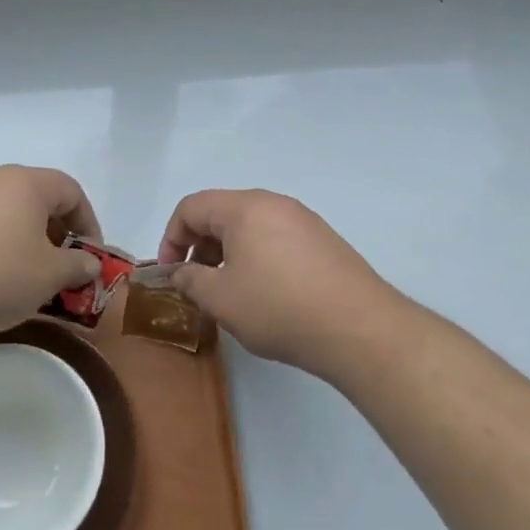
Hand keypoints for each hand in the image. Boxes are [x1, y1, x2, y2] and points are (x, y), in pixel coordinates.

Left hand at [0, 166, 103, 344]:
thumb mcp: (49, 277)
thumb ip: (77, 266)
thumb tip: (89, 264)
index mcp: (24, 182)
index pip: (71, 191)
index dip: (88, 223)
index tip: (89, 257)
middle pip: (35, 197)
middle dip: (54, 231)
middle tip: (58, 267)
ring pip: (1, 210)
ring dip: (20, 237)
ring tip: (21, 275)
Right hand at [158, 189, 404, 378]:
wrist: (358, 327)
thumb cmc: (278, 308)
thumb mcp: (221, 299)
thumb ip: (190, 280)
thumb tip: (178, 271)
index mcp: (244, 208)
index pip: (192, 206)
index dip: (171, 237)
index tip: (171, 273)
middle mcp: (274, 203)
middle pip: (222, 212)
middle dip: (200, 244)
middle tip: (198, 283)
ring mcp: (303, 219)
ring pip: (250, 225)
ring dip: (229, 252)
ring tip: (231, 291)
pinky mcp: (323, 239)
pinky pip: (276, 237)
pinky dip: (258, 256)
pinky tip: (266, 293)